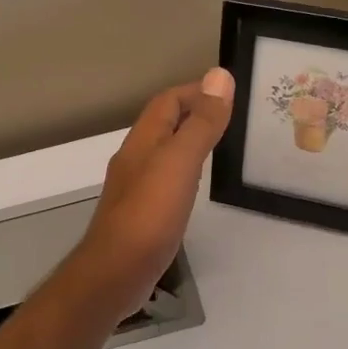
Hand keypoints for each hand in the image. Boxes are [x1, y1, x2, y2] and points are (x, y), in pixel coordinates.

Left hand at [70, 69, 234, 319]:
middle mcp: (135, 159)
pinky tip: (197, 186)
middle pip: (163, 124)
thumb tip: (219, 76)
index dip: (195, 91)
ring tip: (221, 145)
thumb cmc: (149, 213)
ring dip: (188, 142)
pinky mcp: (142, 215)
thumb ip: (200, 122)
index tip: (228, 92)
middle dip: (194, 113)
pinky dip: (185, 172)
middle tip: (231, 117)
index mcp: (143, 141)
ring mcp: (136, 188)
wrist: (116, 272)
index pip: (167, 101)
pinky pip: (165, 181)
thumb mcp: (180, 162)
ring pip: (164, 153)